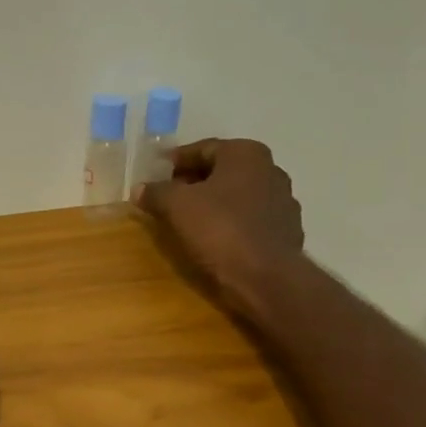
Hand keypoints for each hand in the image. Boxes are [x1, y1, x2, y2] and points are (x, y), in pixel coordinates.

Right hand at [135, 138, 305, 316]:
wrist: (266, 277)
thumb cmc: (220, 229)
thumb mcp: (176, 206)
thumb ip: (156, 192)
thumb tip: (139, 188)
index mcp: (246, 154)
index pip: (202, 149)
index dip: (175, 161)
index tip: (155, 175)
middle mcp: (270, 169)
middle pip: (221, 171)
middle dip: (193, 182)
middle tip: (167, 197)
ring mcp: (283, 201)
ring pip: (236, 195)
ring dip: (212, 203)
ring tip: (187, 220)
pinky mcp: (286, 231)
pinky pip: (249, 219)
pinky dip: (229, 222)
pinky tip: (213, 238)